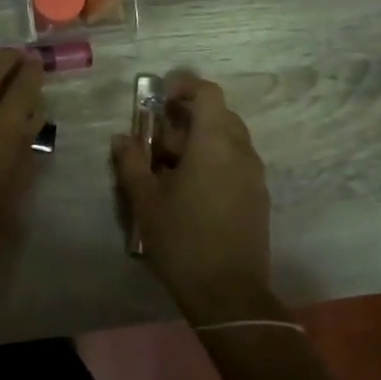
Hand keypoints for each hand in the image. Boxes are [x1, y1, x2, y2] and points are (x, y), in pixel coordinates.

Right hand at [112, 71, 273, 325]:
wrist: (228, 293)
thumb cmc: (182, 239)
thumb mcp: (145, 200)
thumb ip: (131, 162)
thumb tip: (122, 138)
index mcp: (214, 143)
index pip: (207, 93)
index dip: (184, 87)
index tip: (159, 96)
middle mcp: (241, 150)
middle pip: (218, 115)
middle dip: (186, 119)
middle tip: (156, 140)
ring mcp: (254, 174)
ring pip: (228, 140)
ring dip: (200, 141)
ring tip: (169, 168)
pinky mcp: (259, 196)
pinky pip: (236, 162)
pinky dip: (214, 160)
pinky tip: (191, 190)